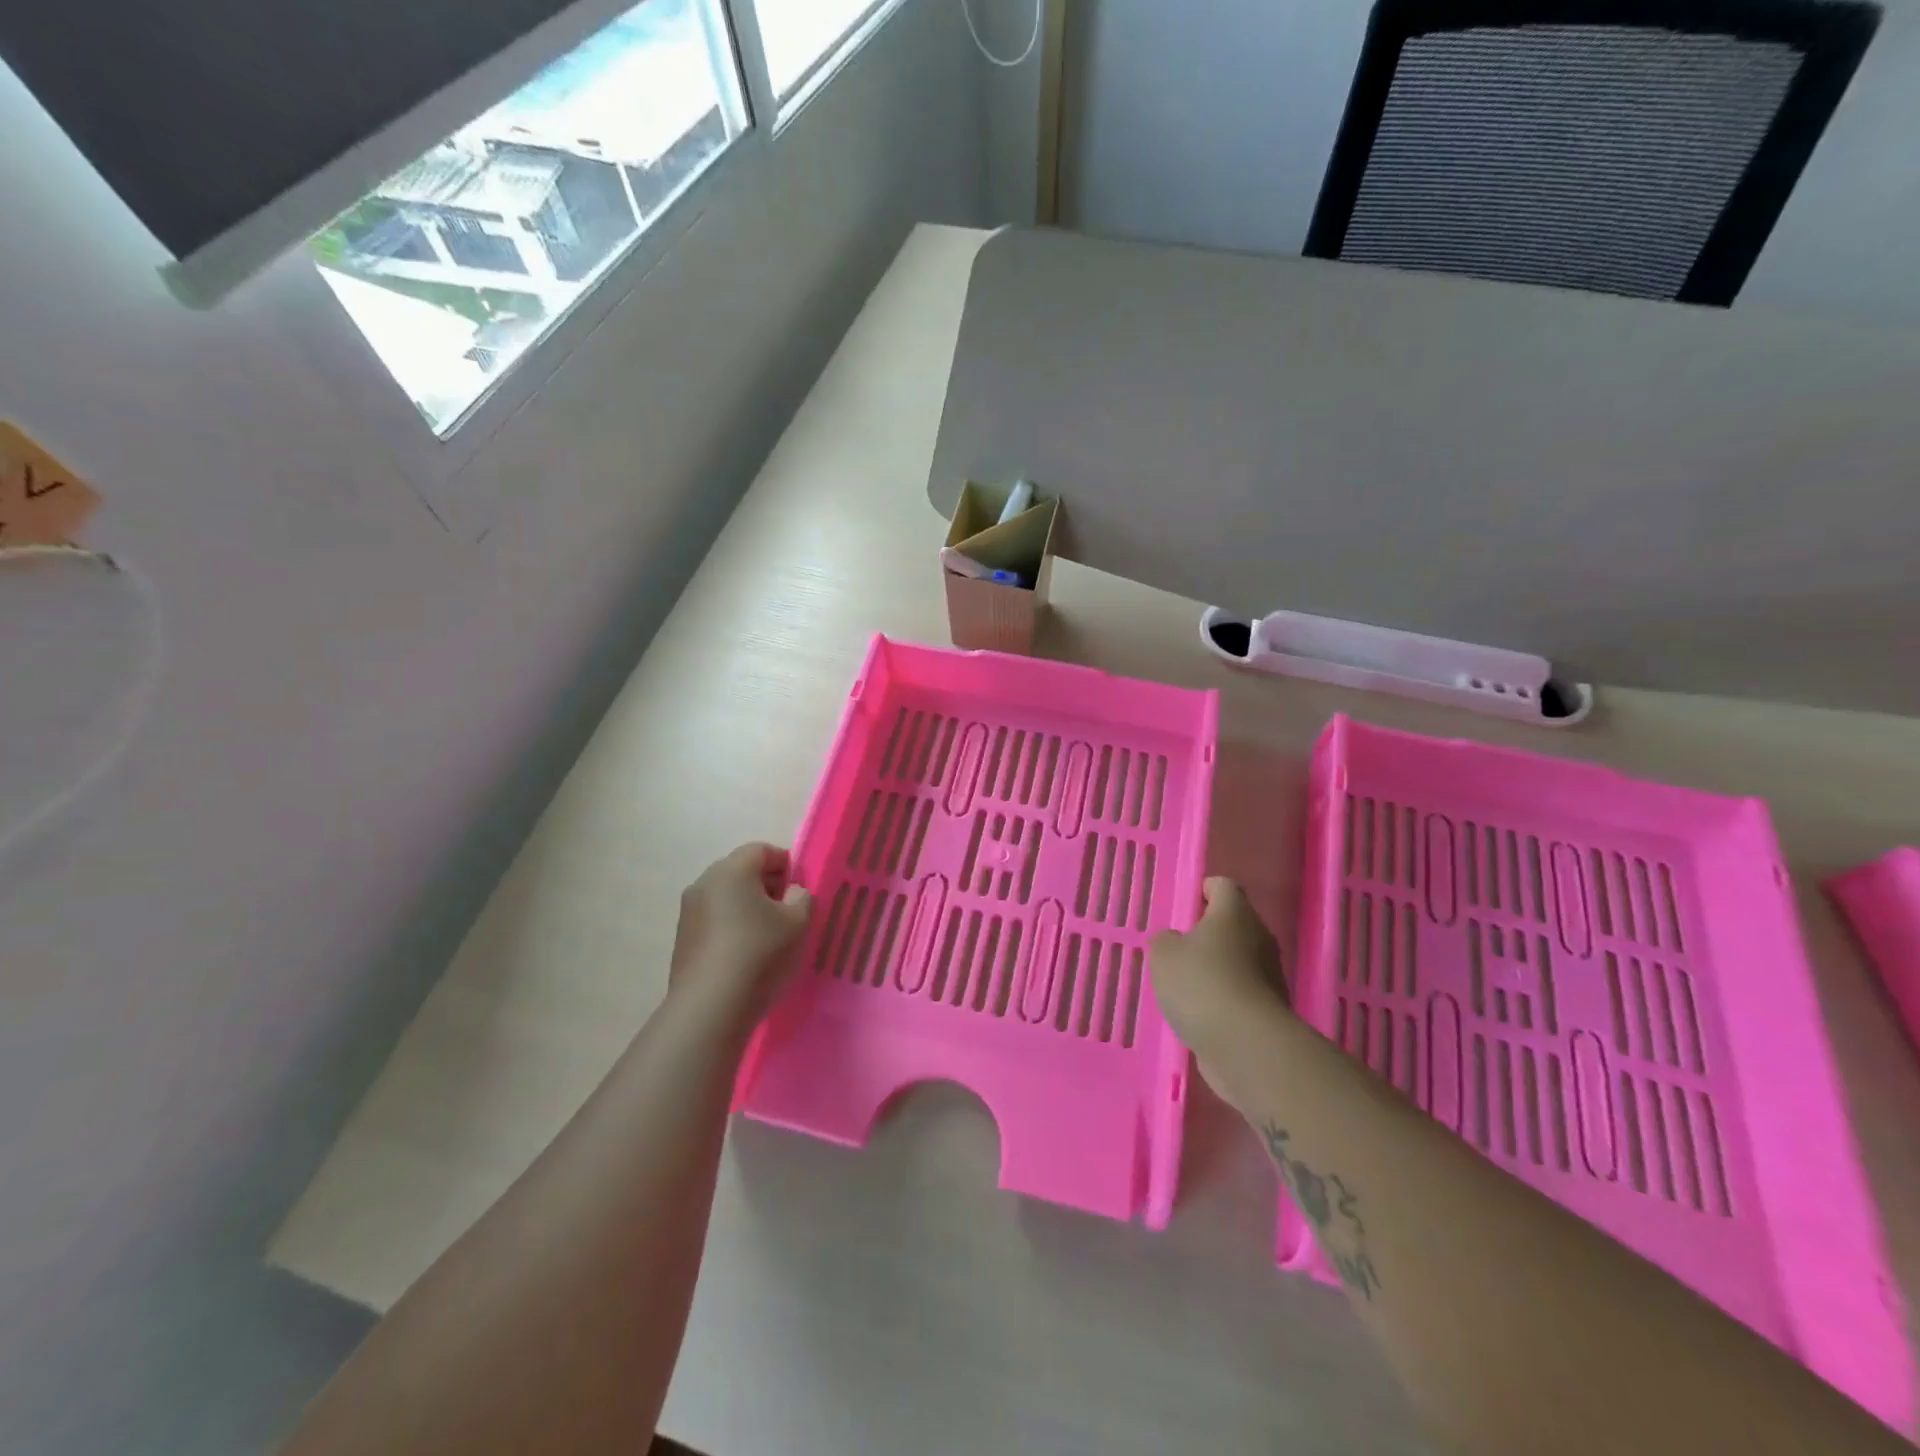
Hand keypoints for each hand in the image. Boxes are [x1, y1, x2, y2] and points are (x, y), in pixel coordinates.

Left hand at [670, 843, 812, 1021]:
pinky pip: (714, 919)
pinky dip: (731, 926)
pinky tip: (746, 953)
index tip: (800, 889)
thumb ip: (801, 898)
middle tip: (787, 911)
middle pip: (740, 871)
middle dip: (766, 885)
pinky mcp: (683, 938)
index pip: (761, 850)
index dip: (786, 864)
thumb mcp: (797, 922)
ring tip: (768, 935)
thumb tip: (791, 893)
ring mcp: (688, 911)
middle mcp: (704, 883)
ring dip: (747, 907)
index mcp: (731, 870)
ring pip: (726, 896)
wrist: (710, 1006)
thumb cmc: (759, 952)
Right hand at [1150, 877, 1290, 1075]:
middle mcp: (1259, 937)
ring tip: (1187, 988)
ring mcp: (1270, 975)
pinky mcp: (1271, 1010)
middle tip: (1180, 949)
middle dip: (1209, 934)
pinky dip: (1225, 999)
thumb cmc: (1201, 984)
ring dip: (1217, 969)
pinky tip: (1203, 1015)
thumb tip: (1178, 942)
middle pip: (1234, 924)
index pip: (1223, 886)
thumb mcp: (1163, 955)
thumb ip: (1166, 941)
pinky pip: (1243, 993)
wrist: (1247, 1046)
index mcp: (1234, 913)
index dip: (1204, 890)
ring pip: (1240, 960)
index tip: (1186, 907)